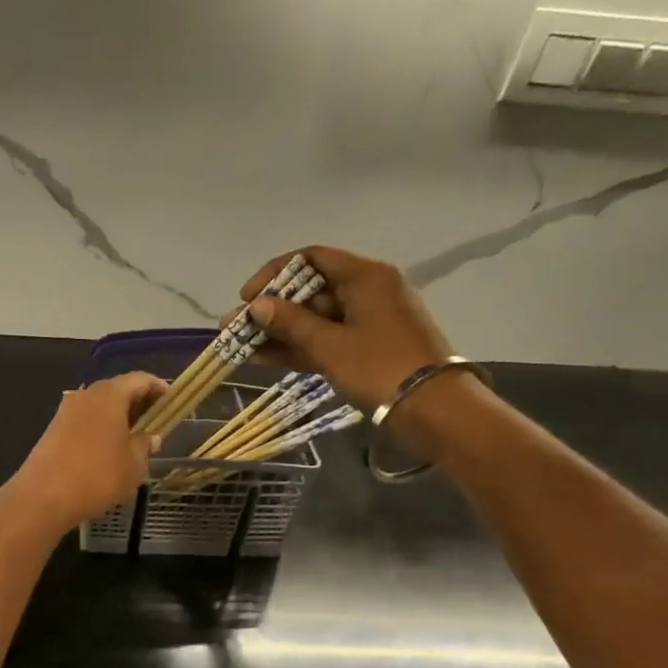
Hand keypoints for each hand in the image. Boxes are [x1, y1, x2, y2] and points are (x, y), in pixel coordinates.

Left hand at [7, 372, 165, 530]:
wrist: (43, 497)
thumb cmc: (97, 476)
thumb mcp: (133, 465)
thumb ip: (145, 446)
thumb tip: (151, 437)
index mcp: (110, 395)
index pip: (140, 380)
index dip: (159, 388)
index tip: (172, 402)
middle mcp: (86, 395)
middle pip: (118, 390)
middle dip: (138, 403)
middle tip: (155, 422)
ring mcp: (66, 411)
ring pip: (99, 406)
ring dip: (118, 417)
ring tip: (134, 439)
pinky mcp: (53, 429)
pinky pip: (85, 421)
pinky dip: (100, 429)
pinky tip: (108, 450)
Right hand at [235, 247, 452, 409]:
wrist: (431, 408)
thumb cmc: (379, 367)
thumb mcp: (329, 345)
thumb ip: (290, 323)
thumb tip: (257, 305)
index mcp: (365, 276)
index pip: (311, 258)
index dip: (274, 274)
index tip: (247, 298)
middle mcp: (367, 291)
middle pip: (310, 290)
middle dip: (271, 309)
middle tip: (236, 328)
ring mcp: (367, 322)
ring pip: (314, 319)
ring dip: (279, 332)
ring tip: (241, 347)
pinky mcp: (366, 349)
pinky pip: (325, 341)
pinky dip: (297, 348)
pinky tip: (262, 358)